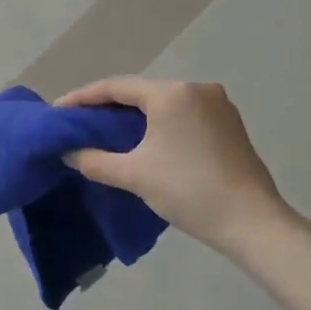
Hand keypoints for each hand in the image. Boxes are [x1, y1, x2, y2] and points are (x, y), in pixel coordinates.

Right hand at [56, 77, 291, 254]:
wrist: (251, 222)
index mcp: (172, 93)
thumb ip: (94, 160)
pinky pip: (183, 115)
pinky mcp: (229, 125)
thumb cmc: (188, 190)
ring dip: (134, 117)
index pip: (116, 87)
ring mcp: (218, 106)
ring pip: (163, 104)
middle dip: (108, 107)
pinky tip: (144, 141)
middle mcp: (196, 89)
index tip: (58, 109)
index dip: (83, 98)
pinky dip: (159, 124)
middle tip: (79, 122)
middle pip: (141, 93)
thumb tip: (69, 153)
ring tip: (106, 132)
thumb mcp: (133, 175)